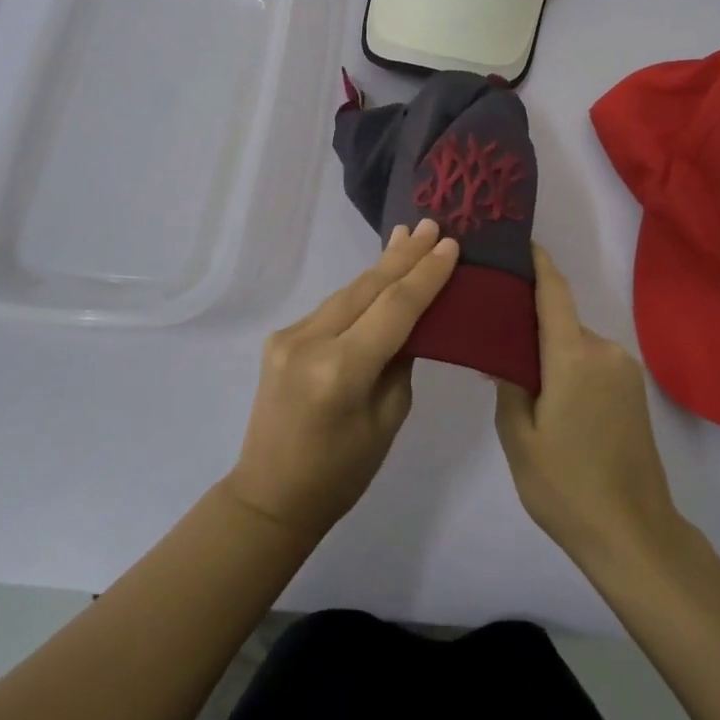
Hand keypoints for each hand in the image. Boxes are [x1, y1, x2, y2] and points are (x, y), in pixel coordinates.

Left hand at [224, 218, 458, 540]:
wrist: (270, 495)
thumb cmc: (341, 473)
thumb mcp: (388, 419)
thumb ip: (400, 361)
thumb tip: (412, 320)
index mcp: (340, 371)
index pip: (394, 309)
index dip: (425, 275)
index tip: (450, 244)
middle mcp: (309, 342)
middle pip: (366, 288)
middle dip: (403, 256)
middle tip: (430, 223)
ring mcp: (289, 336)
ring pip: (347, 293)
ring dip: (381, 267)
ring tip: (407, 237)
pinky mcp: (280, 338)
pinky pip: (332, 308)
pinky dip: (359, 292)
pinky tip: (378, 275)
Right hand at [495, 244, 681, 567]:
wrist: (635, 534)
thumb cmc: (566, 487)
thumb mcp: (519, 437)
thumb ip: (509, 383)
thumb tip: (506, 352)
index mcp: (573, 357)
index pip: (553, 293)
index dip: (537, 263)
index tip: (519, 242)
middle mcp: (604, 351)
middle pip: (561, 321)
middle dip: (532, 323)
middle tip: (496, 337)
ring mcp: (625, 370)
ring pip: (576, 344)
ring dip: (551, 352)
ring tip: (521, 378)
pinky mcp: (635, 390)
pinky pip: (593, 363)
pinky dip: (570, 367)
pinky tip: (552, 398)